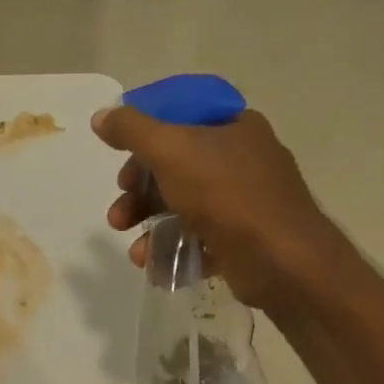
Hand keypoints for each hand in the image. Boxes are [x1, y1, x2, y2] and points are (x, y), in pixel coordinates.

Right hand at [93, 105, 339, 308]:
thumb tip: (102, 116)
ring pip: (184, 207)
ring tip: (136, 252)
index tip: (121, 161)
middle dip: (140, 194)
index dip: (145, 139)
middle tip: (120, 214)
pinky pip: (200, 239)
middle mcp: (244, 159)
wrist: (282, 260)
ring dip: (151, 227)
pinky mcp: (245, 239)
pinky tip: (156, 267)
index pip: (180, 120)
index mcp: (234, 127)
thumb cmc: (225, 193)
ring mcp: (247, 202)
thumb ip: (131, 130)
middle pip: (176, 168)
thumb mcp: (169, 150)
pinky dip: (174, 250)